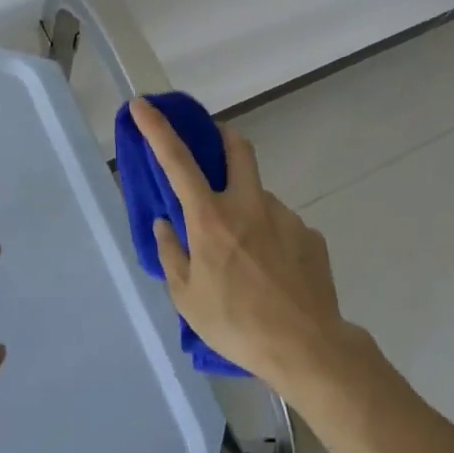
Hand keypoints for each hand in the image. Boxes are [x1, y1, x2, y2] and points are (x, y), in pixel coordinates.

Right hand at [128, 97, 348, 392]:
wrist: (307, 348)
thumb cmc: (236, 324)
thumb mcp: (187, 298)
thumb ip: (172, 254)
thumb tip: (165, 225)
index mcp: (211, 219)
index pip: (177, 161)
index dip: (157, 129)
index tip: (143, 105)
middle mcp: (249, 205)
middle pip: (238, 148)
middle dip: (222, 137)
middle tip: (214, 152)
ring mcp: (285, 216)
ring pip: (260, 197)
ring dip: (247, 210)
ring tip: (247, 259)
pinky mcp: (310, 235)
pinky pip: (282, 226)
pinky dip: (270, 239)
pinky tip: (274, 275)